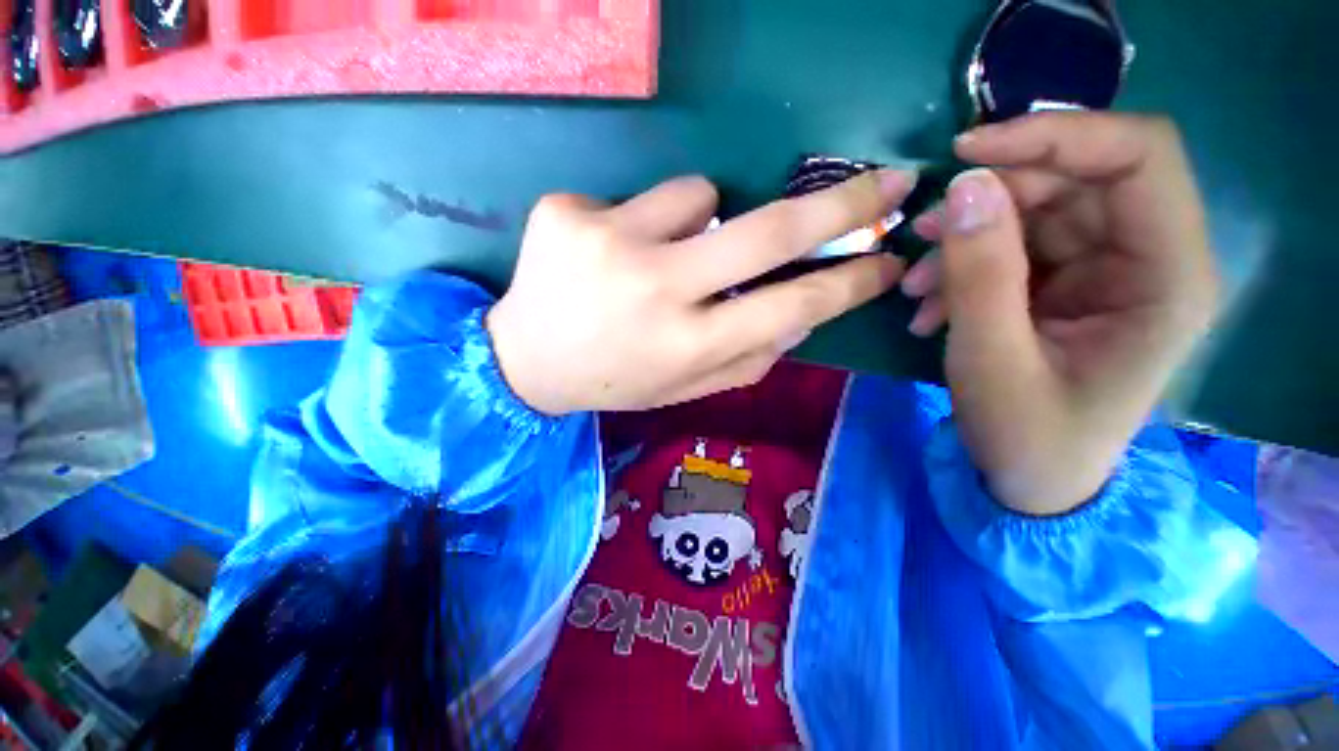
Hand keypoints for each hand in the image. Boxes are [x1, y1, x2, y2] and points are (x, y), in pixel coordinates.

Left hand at [487, 171, 914, 414]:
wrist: (526, 361)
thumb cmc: (616, 380)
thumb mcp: (685, 388)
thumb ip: (749, 359)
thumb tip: (803, 318)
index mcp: (687, 345)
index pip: (794, 305)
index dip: (851, 280)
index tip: (889, 259)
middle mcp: (657, 290)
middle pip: (771, 230)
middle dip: (842, 204)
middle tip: (887, 183)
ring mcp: (608, 242)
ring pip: (700, 192)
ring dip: (701, 220)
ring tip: (660, 258)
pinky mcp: (568, 213)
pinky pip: (639, 196)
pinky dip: (641, 221)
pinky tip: (609, 255)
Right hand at [905, 113, 1218, 514]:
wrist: (1032, 479)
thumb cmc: (1026, 434)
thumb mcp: (992, 359)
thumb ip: (981, 273)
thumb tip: (965, 185)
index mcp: (1167, 277)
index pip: (1137, 156)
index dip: (1054, 135)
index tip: (966, 152)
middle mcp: (1148, 258)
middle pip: (1076, 179)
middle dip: (991, 199)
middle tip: (922, 234)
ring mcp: (1106, 270)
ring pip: (1035, 211)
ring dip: (964, 239)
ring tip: (915, 287)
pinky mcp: (1067, 283)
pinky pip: (1013, 246)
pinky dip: (962, 266)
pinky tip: (928, 305)